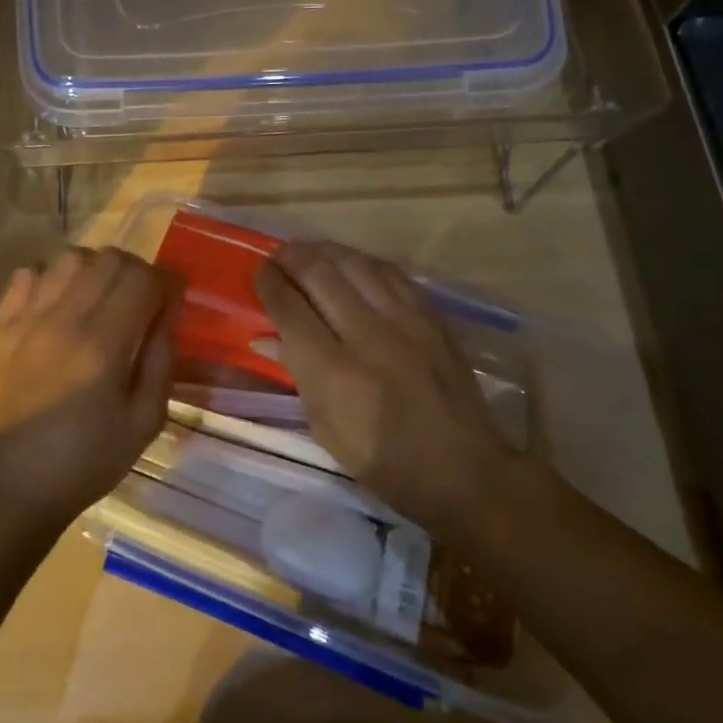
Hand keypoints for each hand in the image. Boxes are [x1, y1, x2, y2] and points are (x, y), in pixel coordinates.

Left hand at [0, 246, 179, 525]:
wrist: (16, 483)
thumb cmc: (90, 459)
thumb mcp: (145, 419)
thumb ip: (162, 358)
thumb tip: (169, 311)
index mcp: (103, 344)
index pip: (141, 278)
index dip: (165, 281)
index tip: (170, 298)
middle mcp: (63, 319)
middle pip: (107, 258)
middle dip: (133, 271)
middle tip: (139, 299)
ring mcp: (26, 319)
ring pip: (68, 258)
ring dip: (93, 269)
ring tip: (98, 298)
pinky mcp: (0, 326)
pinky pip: (26, 275)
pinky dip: (49, 279)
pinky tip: (57, 305)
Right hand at [254, 240, 511, 529]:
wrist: (463, 471)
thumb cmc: (383, 462)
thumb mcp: (325, 428)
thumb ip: (296, 374)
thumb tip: (264, 338)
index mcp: (333, 372)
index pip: (290, 309)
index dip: (269, 284)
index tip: (259, 273)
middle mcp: (367, 336)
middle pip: (320, 275)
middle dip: (292, 259)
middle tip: (278, 257)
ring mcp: (405, 323)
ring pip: (356, 264)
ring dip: (325, 252)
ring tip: (309, 252)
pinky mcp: (431, 319)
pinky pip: (391, 273)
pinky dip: (363, 262)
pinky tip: (351, 262)